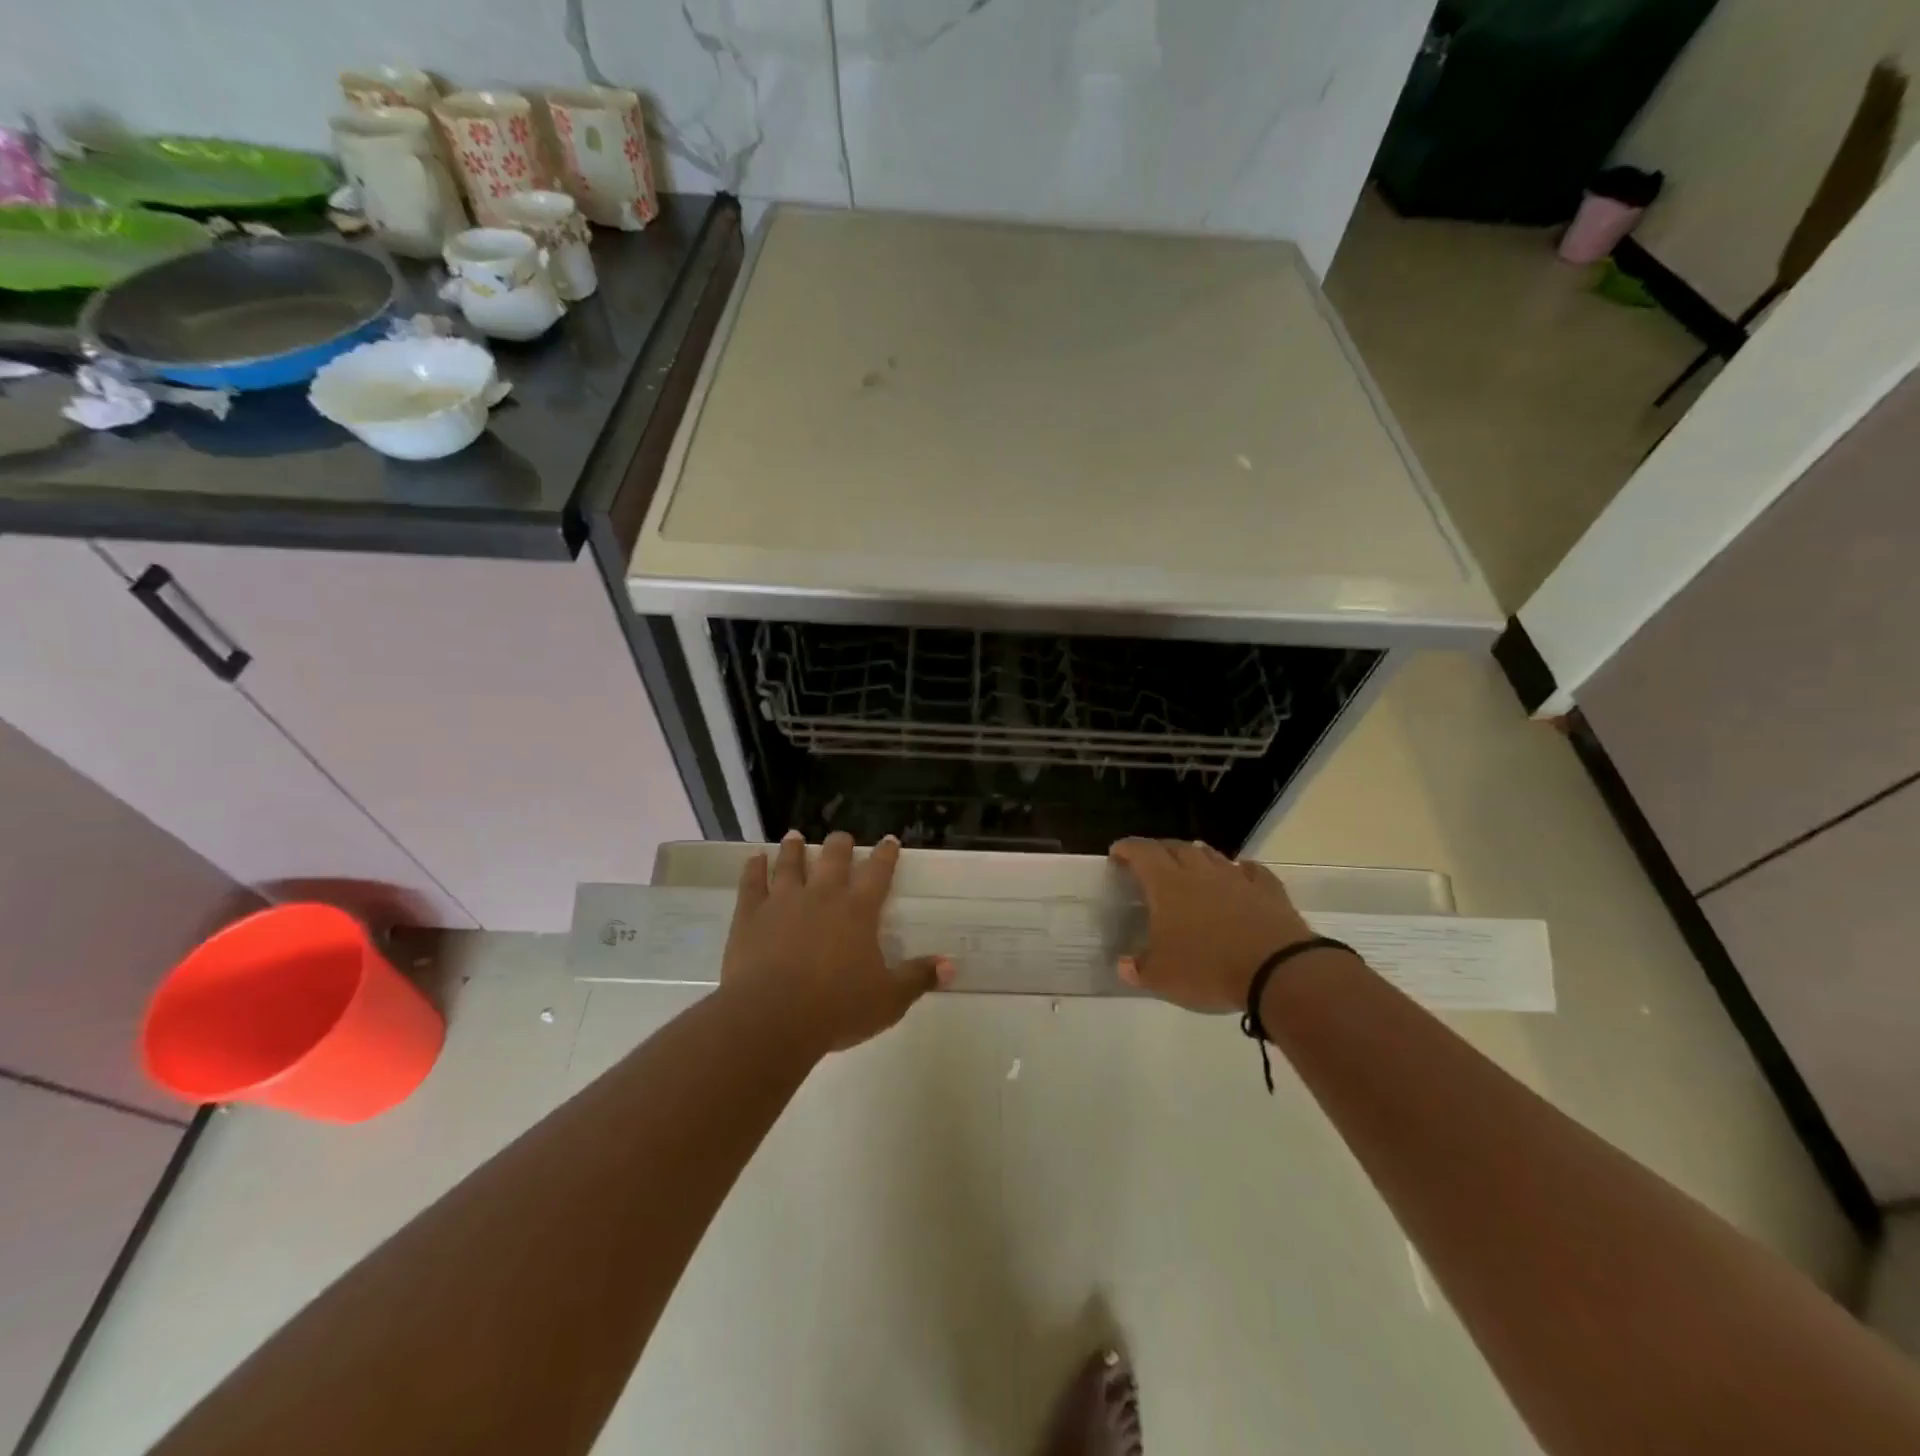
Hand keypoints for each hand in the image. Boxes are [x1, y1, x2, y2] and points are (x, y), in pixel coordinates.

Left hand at [722, 831, 952, 1054]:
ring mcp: (783, 901)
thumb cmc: (837, 1008)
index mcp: (858, 910)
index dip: (886, 855)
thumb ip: (918, 978)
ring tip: (795, 836)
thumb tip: (950, 965)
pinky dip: (753, 868)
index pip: (878, 873)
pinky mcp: (750, 915)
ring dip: (794, 849)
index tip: (889, 840)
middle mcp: (822, 895)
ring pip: (790, 864)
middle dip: (841, 845)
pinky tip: (754, 858)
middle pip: (834, 859)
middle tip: (842, 836)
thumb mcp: (888, 1000)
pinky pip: (752, 883)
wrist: (771, 1017)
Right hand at [1110, 839, 1316, 1013]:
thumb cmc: (1208, 969)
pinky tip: (1240, 873)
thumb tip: (1124, 965)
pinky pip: (1251, 870)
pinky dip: (1241, 869)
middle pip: (1176, 848)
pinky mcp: (1268, 890)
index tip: (1117, 852)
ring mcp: (1236, 878)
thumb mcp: (1162, 978)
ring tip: (1190, 862)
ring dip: (1197, 856)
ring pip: (1212, 855)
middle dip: (1160, 850)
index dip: (1127, 849)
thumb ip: (1139, 969)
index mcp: (1167, 885)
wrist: (1276, 969)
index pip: (1142, 853)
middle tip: (1151, 860)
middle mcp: (1199, 873)